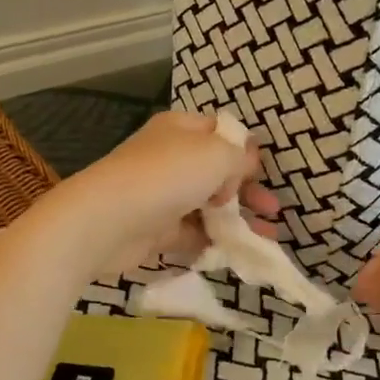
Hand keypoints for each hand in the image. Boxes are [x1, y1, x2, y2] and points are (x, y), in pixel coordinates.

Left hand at [36, 111, 281, 273]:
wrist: (107, 220)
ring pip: (208, 205)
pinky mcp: (156, 229)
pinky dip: (214, 240)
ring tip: (268, 237)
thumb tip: (245, 163)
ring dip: (238, 219)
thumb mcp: (216, 154)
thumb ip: (239, 157)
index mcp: (181, 129)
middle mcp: (170, 157)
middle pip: (217, 171)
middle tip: (272, 209)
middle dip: (248, 189)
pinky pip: (193, 232)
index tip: (264, 171)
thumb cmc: (166, 175)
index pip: (220, 132)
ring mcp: (162, 194)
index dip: (244, 150)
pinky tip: (238, 251)